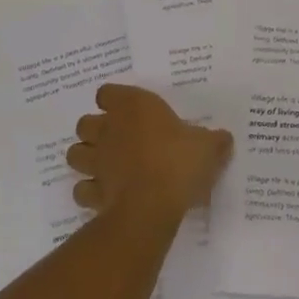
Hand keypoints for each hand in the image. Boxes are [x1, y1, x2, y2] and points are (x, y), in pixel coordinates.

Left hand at [67, 83, 232, 220]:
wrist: (151, 206)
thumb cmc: (179, 162)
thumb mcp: (209, 147)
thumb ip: (214, 141)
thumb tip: (223, 139)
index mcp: (134, 107)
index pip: (107, 92)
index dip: (115, 101)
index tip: (130, 111)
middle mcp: (108, 129)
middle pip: (85, 122)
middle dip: (96, 130)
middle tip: (119, 140)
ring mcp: (96, 162)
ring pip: (75, 153)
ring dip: (86, 158)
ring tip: (107, 166)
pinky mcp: (92, 192)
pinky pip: (82, 188)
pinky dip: (89, 191)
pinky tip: (106, 195)